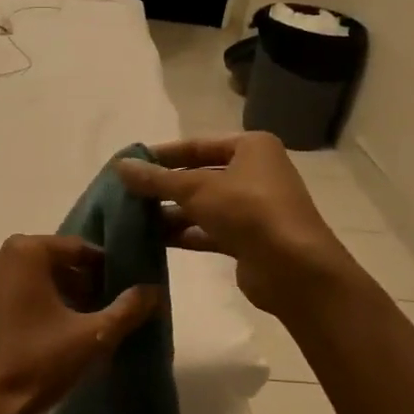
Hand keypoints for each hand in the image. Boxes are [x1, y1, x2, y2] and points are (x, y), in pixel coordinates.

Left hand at [0, 234, 158, 413]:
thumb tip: (153, 290)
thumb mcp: (93, 337)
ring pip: (22, 280)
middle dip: (75, 282)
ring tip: (67, 328)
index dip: (101, 268)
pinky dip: (19, 308)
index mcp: (25, 252)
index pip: (76, 249)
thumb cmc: (37, 364)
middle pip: (48, 262)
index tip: (117, 290)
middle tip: (95, 311)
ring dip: (47, 295)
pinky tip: (32, 339)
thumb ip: (127, 309)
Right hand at [117, 134, 356, 317]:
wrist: (294, 268)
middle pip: (199, 175)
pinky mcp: (248, 239)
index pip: (196, 145)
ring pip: (202, 205)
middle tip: (124, 194)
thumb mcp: (197, 189)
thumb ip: (157, 179)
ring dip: (170, 212)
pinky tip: (152, 240)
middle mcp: (254, 172)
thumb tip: (119, 166)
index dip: (161, 155)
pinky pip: (208, 230)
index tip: (128, 165)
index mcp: (251, 147)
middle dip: (163, 187)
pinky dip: (184, 233)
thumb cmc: (248, 211)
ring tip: (131, 219)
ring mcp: (252, 207)